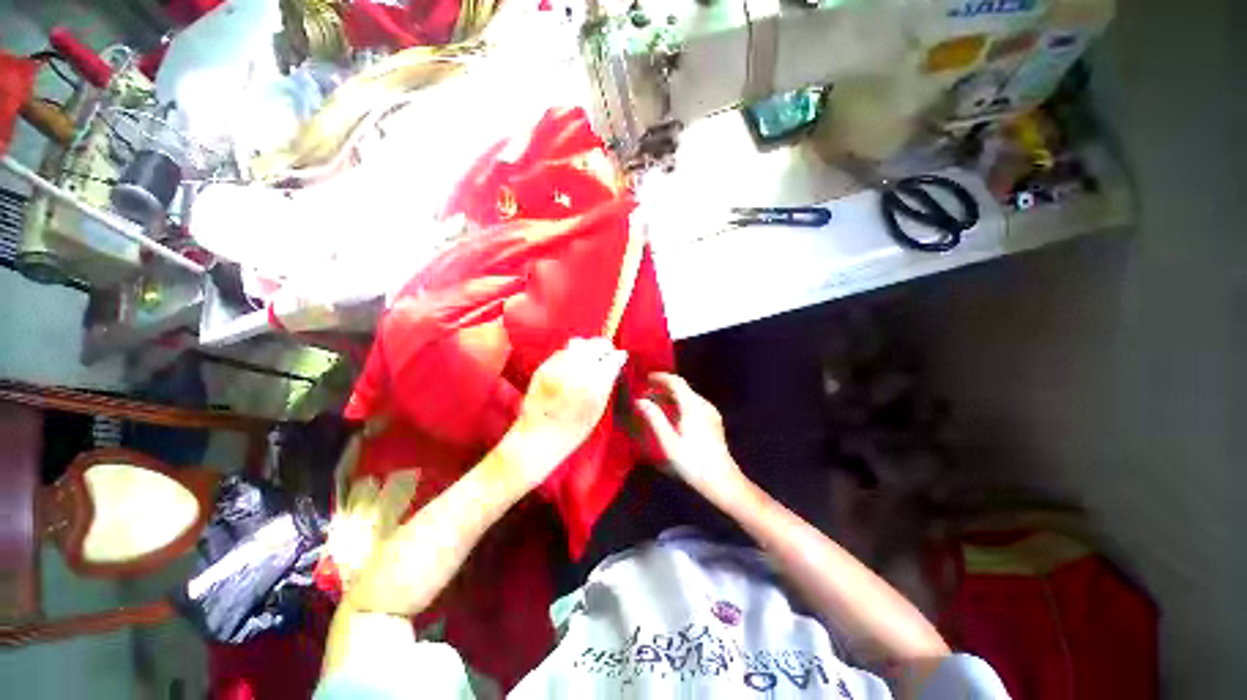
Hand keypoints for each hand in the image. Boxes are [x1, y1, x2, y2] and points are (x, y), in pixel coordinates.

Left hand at [503, 338, 627, 490]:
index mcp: (594, 385)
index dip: (618, 356)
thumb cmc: (573, 429)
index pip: (612, 358)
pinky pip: (562, 351)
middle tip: (607, 354)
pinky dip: (571, 353)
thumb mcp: (598, 409)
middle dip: (604, 348)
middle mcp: (576, 371)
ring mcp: (557, 367)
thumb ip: (607, 383)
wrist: (537, 438)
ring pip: (579, 343)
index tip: (620, 357)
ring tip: (590, 356)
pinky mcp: (543, 367)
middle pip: (596, 345)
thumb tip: (616, 362)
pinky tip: (573, 363)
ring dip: (588, 347)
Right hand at [634, 373, 747, 504]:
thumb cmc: (692, 462)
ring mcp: (711, 413)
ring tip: (654, 404)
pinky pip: (694, 405)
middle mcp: (704, 405)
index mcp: (693, 406)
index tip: (645, 379)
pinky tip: (671, 416)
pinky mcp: (713, 422)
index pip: (676, 382)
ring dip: (671, 397)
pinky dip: (680, 404)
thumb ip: (654, 418)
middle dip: (663, 388)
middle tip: (645, 393)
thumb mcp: (669, 441)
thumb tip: (640, 401)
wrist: (722, 481)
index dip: (660, 378)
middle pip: (682, 388)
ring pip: (688, 397)